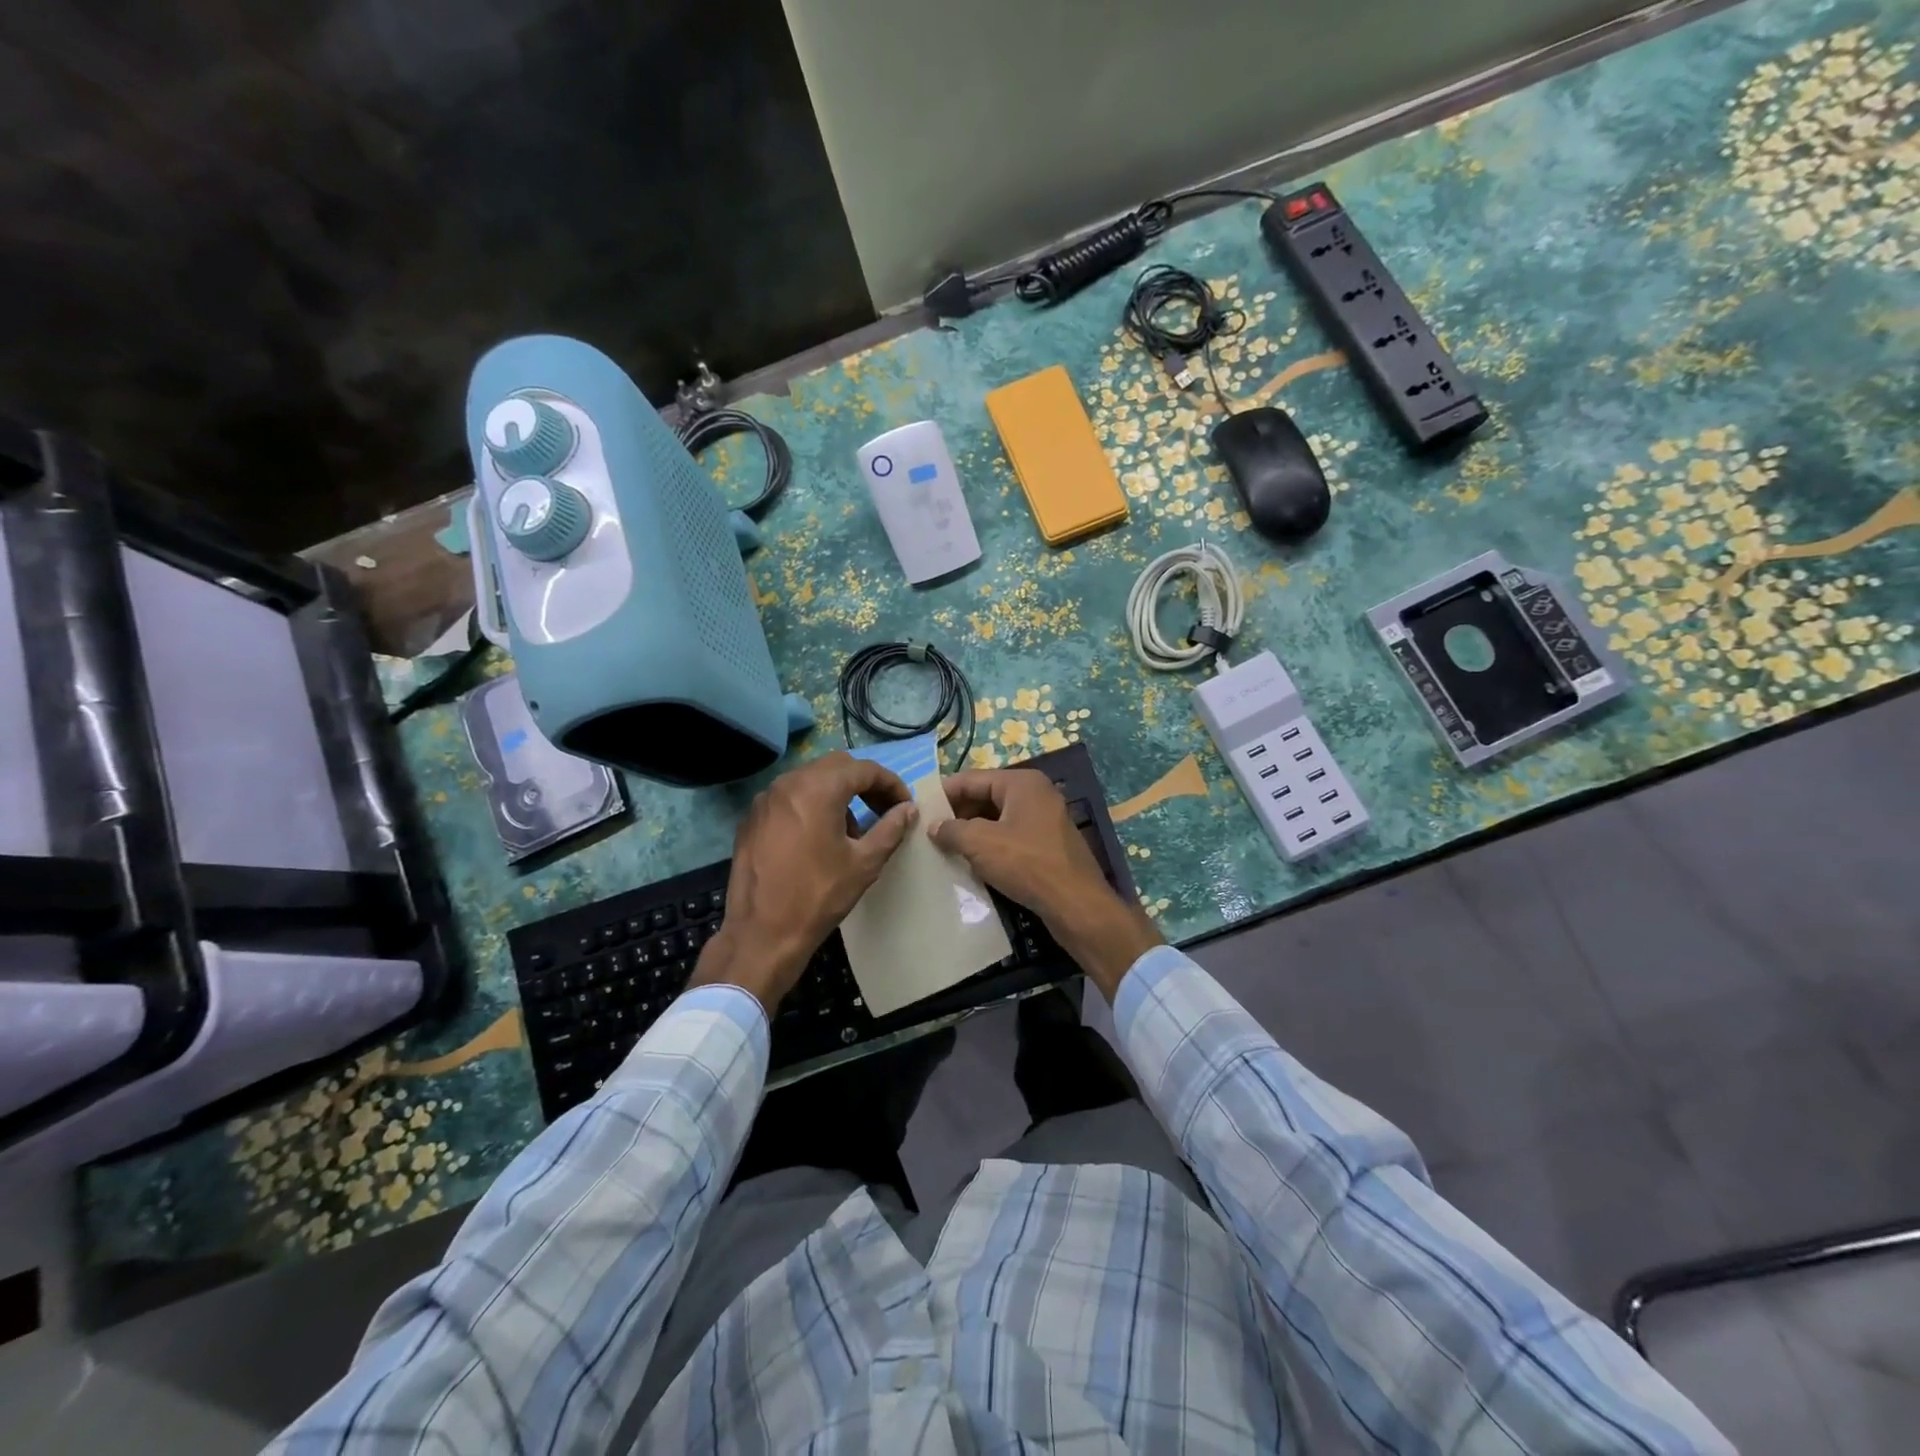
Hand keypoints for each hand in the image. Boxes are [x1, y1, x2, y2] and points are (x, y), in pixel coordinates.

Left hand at [690, 752, 916, 1013]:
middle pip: (836, 767)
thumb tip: (907, 809)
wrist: (761, 934)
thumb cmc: (818, 896)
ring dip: (837, 793)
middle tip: (883, 810)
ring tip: (853, 829)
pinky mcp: (751, 819)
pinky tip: (818, 838)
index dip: (891, 784)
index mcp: (818, 789)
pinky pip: (788, 798)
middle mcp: (788, 783)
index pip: (864, 769)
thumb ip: (890, 828)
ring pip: (810, 779)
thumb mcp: (864, 863)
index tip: (904, 806)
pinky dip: (810, 805)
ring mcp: (765, 799)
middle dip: (864, 784)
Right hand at [931, 769, 1162, 1000]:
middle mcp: (1037, 794)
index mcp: (1022, 783)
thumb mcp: (980, 843)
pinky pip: (1013, 837)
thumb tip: (934, 827)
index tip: (920, 808)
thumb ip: (952, 830)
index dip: (944, 792)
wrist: (1076, 905)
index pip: (973, 778)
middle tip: (930, 832)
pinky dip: (992, 846)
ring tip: (946, 848)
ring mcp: (1047, 820)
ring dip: (973, 832)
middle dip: (958, 814)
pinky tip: (974, 863)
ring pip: (999, 819)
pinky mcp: (1050, 846)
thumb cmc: (1027, 864)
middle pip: (987, 797)